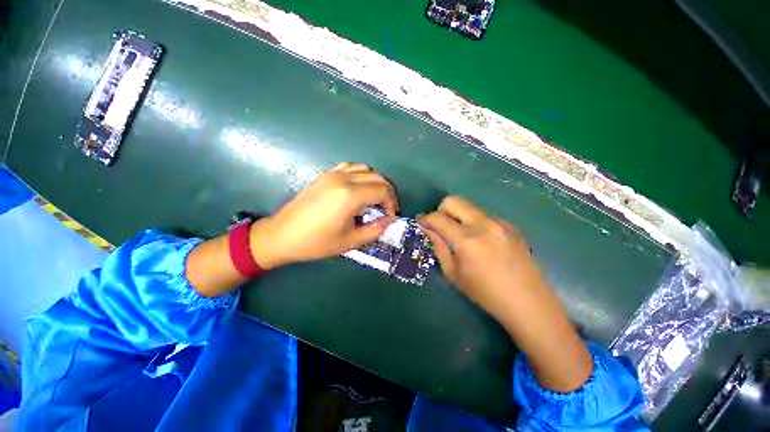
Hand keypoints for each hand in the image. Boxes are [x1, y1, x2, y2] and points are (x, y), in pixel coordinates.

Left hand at [249, 162, 397, 268]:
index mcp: (350, 196)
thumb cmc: (316, 242)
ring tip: (376, 197)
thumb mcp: (350, 241)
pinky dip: (361, 174)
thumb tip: (390, 220)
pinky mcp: (325, 175)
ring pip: (365, 169)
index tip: (391, 216)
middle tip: (388, 208)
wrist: (282, 235)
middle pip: (377, 177)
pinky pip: (350, 167)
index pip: (382, 191)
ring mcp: (333, 174)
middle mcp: (344, 179)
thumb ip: (375, 230)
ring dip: (376, 181)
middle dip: (388, 192)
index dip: (391, 203)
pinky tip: (360, 187)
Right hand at [419, 196, 592, 391]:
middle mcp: (483, 223)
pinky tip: (480, 241)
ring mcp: (499, 222)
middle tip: (439, 227)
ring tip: (460, 236)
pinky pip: (483, 216)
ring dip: (457, 216)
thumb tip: (428, 230)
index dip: (425, 219)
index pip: (438, 218)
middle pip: (453, 201)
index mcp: (467, 239)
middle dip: (440, 210)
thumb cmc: (485, 293)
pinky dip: (473, 222)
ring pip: (468, 207)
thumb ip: (438, 247)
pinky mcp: (510, 225)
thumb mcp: (453, 273)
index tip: (420, 224)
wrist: (528, 302)